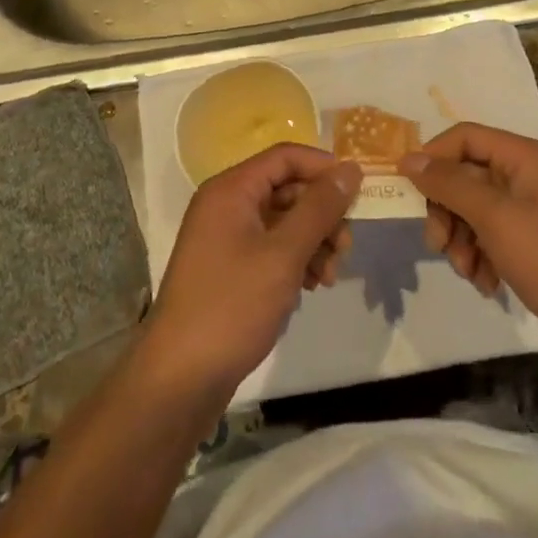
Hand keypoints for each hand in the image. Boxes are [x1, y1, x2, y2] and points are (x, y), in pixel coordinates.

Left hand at [144, 144, 360, 393]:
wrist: (179, 380)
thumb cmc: (232, 306)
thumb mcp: (284, 254)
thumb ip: (320, 208)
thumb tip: (351, 169)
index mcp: (231, 190)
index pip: (286, 157)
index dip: (324, 168)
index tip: (358, 193)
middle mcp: (225, 205)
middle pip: (287, 189)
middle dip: (322, 214)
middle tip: (346, 247)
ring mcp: (225, 238)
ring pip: (283, 221)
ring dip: (313, 241)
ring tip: (329, 276)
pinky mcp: (228, 269)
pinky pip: (271, 248)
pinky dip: (295, 260)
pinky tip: (310, 287)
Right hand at [400, 124, 537, 377]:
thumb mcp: (495, 217)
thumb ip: (449, 184)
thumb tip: (408, 159)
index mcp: (526, 156)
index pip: (466, 137)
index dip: (433, 157)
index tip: (407, 189)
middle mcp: (529, 175)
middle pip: (467, 175)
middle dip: (447, 210)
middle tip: (438, 244)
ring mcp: (532, 210)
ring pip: (474, 210)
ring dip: (462, 239)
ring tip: (468, 271)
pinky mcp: (533, 242)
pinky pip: (490, 236)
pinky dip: (480, 256)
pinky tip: (486, 283)